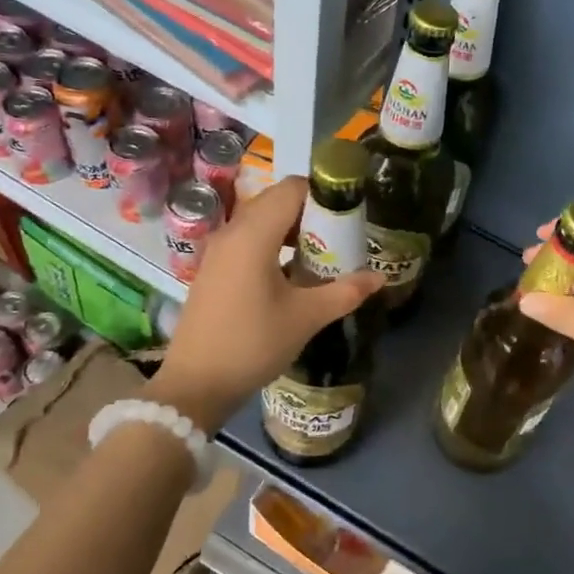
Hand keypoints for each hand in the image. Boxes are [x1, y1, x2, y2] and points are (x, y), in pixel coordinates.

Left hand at [149, 176, 381, 431]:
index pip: (292, 188)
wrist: (195, 384)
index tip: (348, 218)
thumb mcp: (306, 318)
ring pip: (261, 220)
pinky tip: (291, 275)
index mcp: (254, 234)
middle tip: (339, 239)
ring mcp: (218, 250)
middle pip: (276, 200)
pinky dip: (273, 244)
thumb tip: (378, 277)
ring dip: (292, 229)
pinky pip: (248, 239)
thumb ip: (345, 292)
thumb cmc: (252, 344)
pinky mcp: (213, 268)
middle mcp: (232, 232)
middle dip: (311, 212)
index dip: (323, 196)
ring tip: (320, 257)